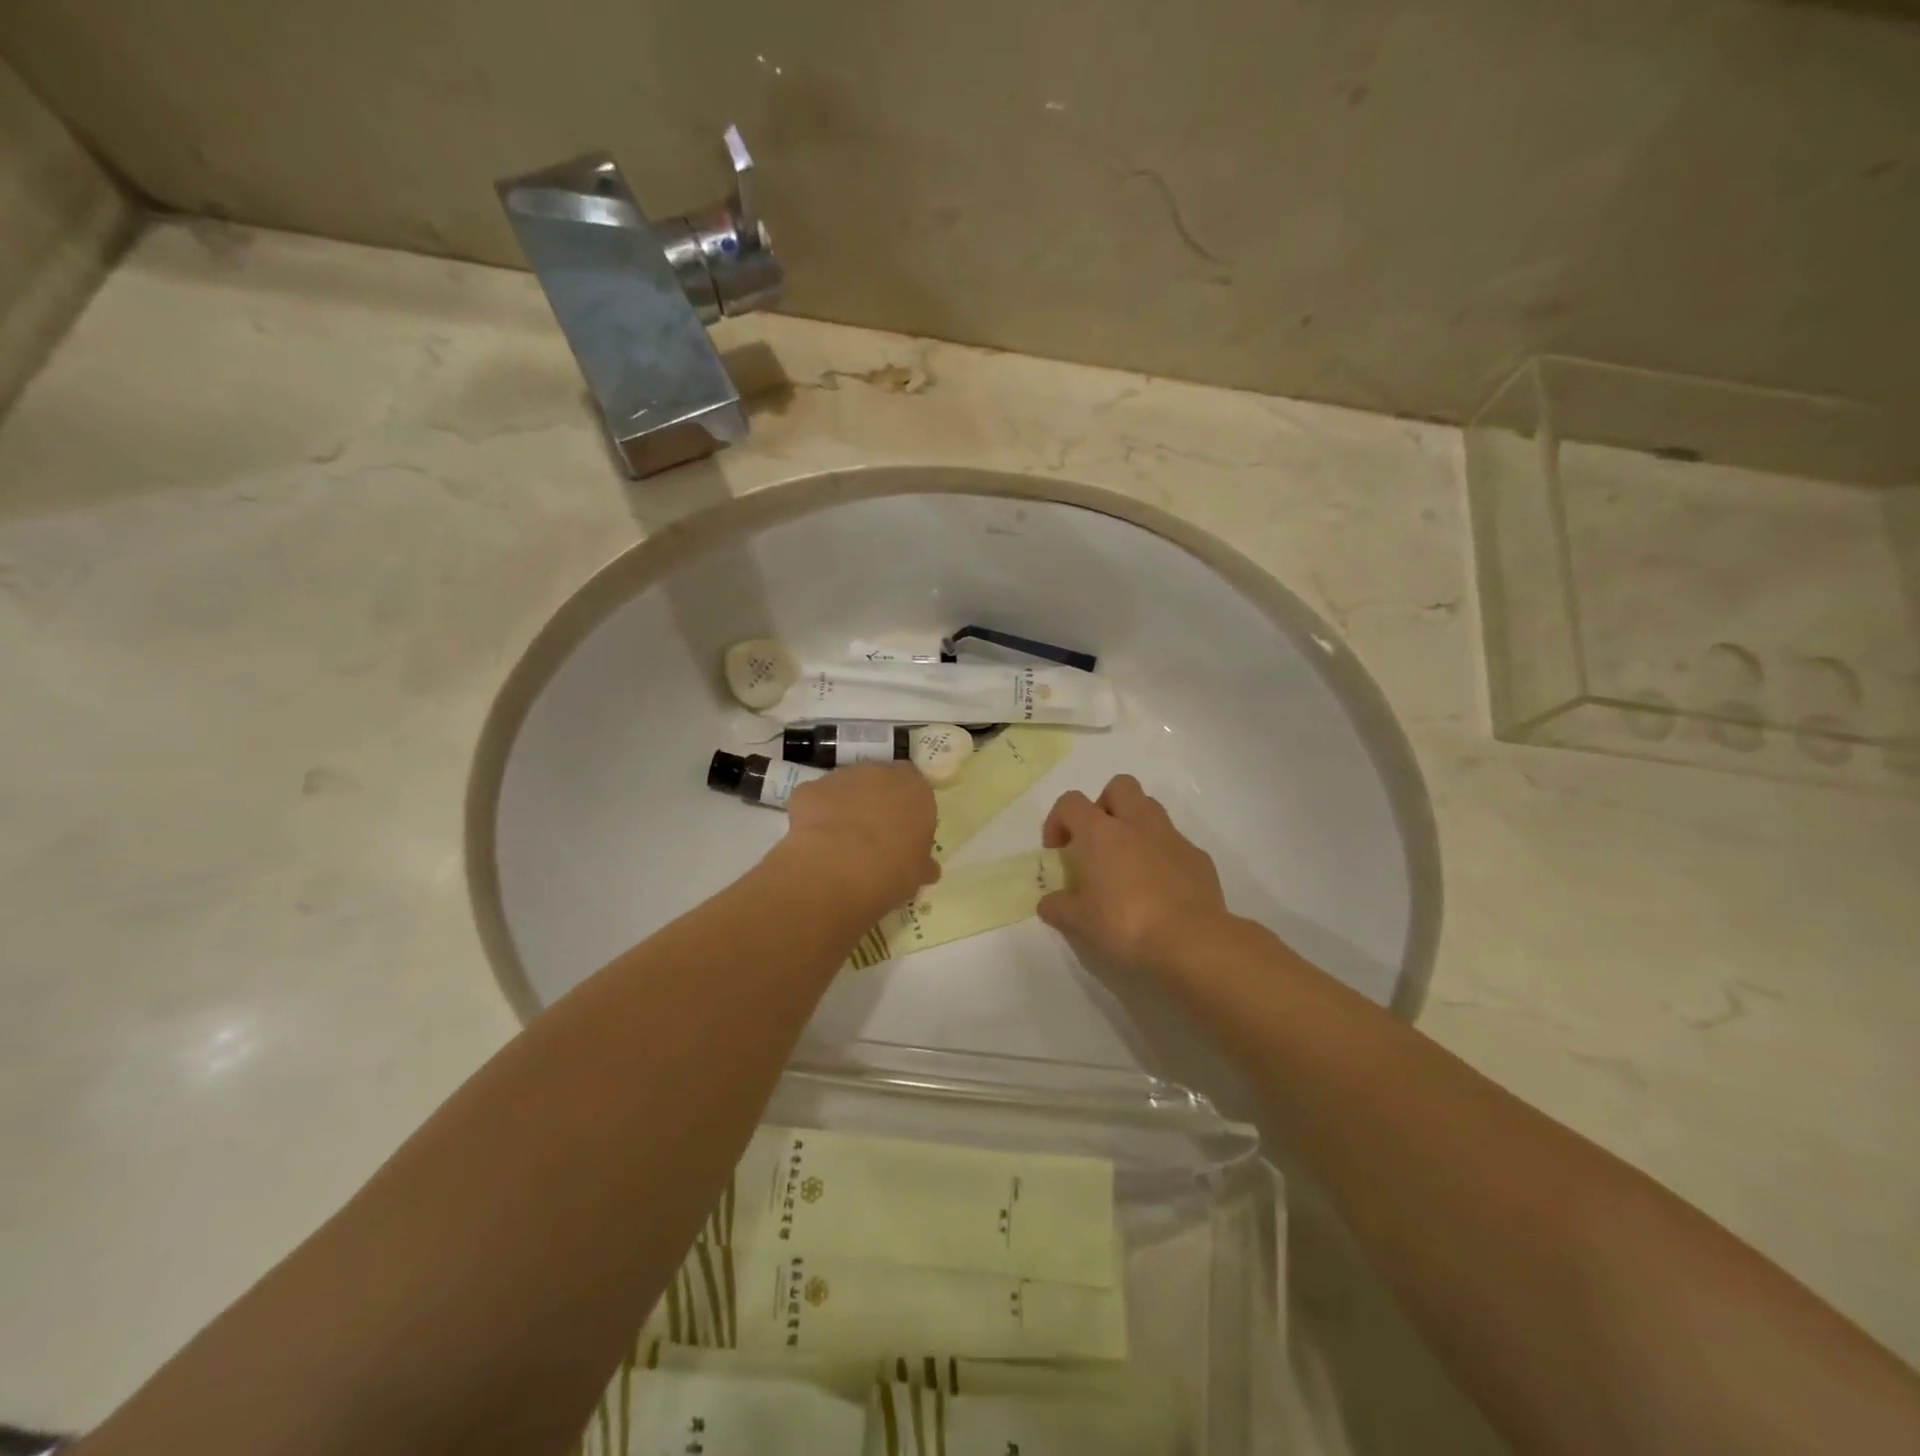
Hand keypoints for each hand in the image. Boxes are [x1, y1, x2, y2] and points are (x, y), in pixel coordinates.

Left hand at [779, 762, 938, 919]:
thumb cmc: (891, 871)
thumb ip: (922, 863)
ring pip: (845, 788)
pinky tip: (814, 842)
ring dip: (844, 807)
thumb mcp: (917, 874)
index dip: (907, 808)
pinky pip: (814, 799)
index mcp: (914, 789)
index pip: (914, 787)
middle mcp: (879, 773)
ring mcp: (841, 777)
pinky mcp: (808, 788)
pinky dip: (814, 814)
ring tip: (839, 843)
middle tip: (872, 837)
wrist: (837, 871)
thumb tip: (928, 868)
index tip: (902, 831)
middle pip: (879, 782)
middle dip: (875, 803)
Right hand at [1039, 775, 1228, 972]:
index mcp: (1101, 832)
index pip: (1071, 803)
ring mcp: (1172, 838)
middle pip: (1119, 786)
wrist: (1191, 942)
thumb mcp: (1079, 922)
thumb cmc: (1125, 925)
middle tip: (1097, 842)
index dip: (1058, 820)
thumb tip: (1049, 902)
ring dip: (1135, 825)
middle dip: (1105, 805)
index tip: (1057, 852)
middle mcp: (1137, 824)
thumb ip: (1058, 907)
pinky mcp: (1199, 858)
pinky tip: (1159, 889)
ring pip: (1151, 809)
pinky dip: (1163, 856)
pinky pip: (1175, 844)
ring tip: (1127, 863)